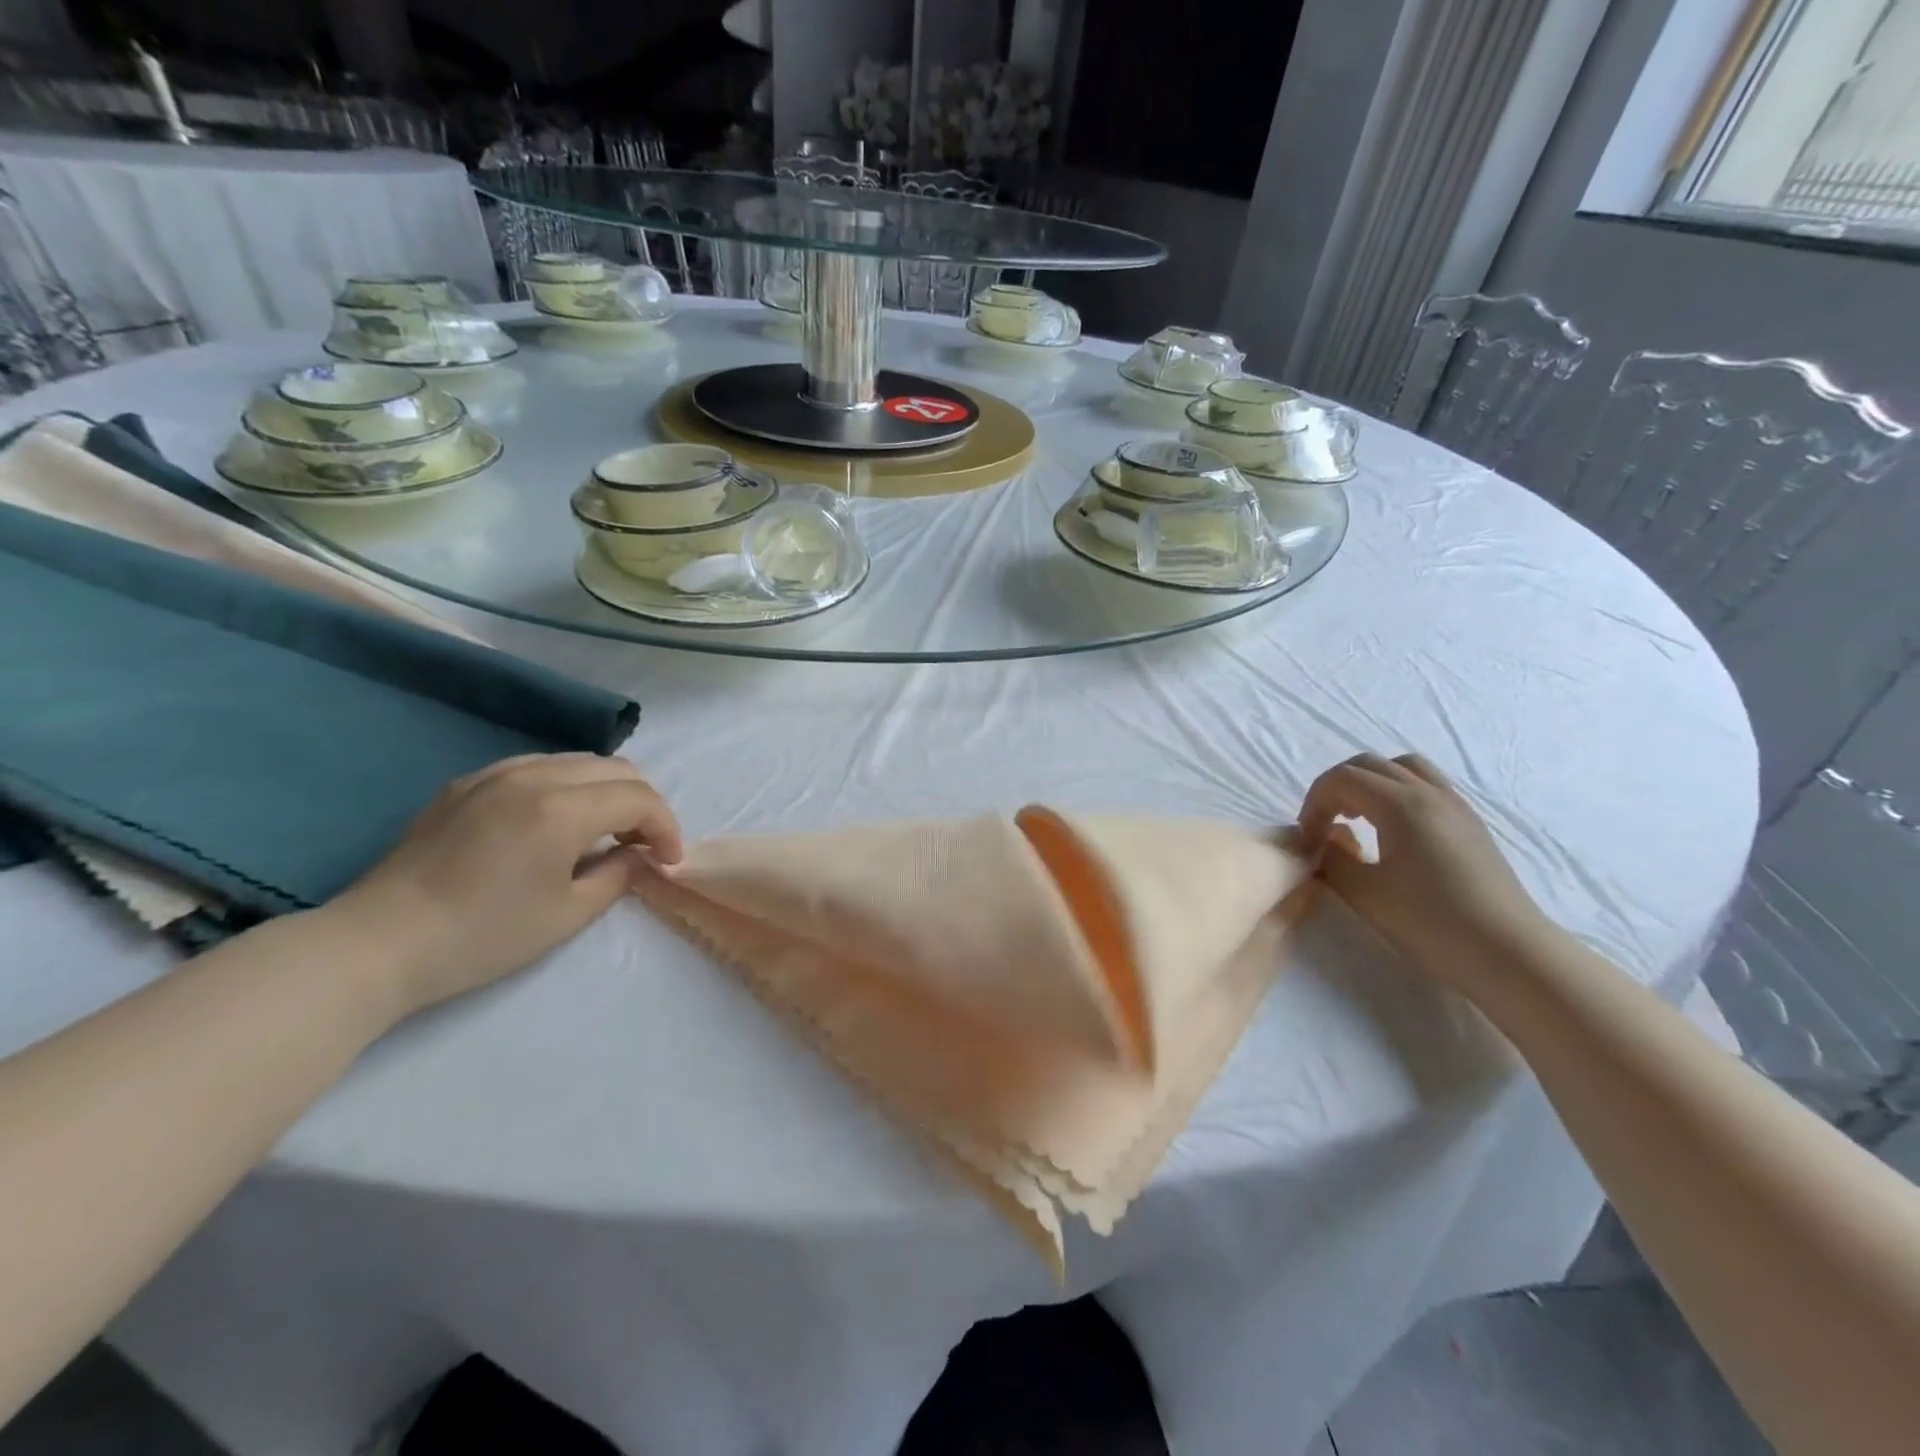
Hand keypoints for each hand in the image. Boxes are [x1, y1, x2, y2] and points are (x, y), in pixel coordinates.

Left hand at [318, 754, 682, 1017]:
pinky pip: (536, 767)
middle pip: (615, 768)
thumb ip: (618, 874)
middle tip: (643, 843)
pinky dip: (566, 785)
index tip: (668, 860)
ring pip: (576, 761)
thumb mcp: (567, 914)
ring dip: (606, 789)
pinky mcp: (465, 784)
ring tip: (605, 829)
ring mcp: (494, 774)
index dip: (665, 827)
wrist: (377, 944)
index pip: (638, 798)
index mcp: (562, 808)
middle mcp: (534, 776)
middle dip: (642, 803)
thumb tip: (638, 854)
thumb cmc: (483, 936)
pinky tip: (555, 819)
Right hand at [1298, 752, 1552, 992]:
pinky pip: (1425, 785)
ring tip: (1358, 818)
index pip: (1341, 778)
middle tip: (1324, 825)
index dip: (1314, 803)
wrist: (1510, 955)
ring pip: (1402, 767)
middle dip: (1336, 788)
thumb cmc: (1431, 923)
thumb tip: (1321, 842)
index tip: (1309, 840)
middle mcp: (1429, 792)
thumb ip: (1332, 859)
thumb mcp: (1364, 893)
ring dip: (1369, 784)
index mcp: (1401, 804)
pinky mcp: (1470, 824)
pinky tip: (1392, 832)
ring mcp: (1456, 805)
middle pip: (1369, 764)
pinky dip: (1397, 793)